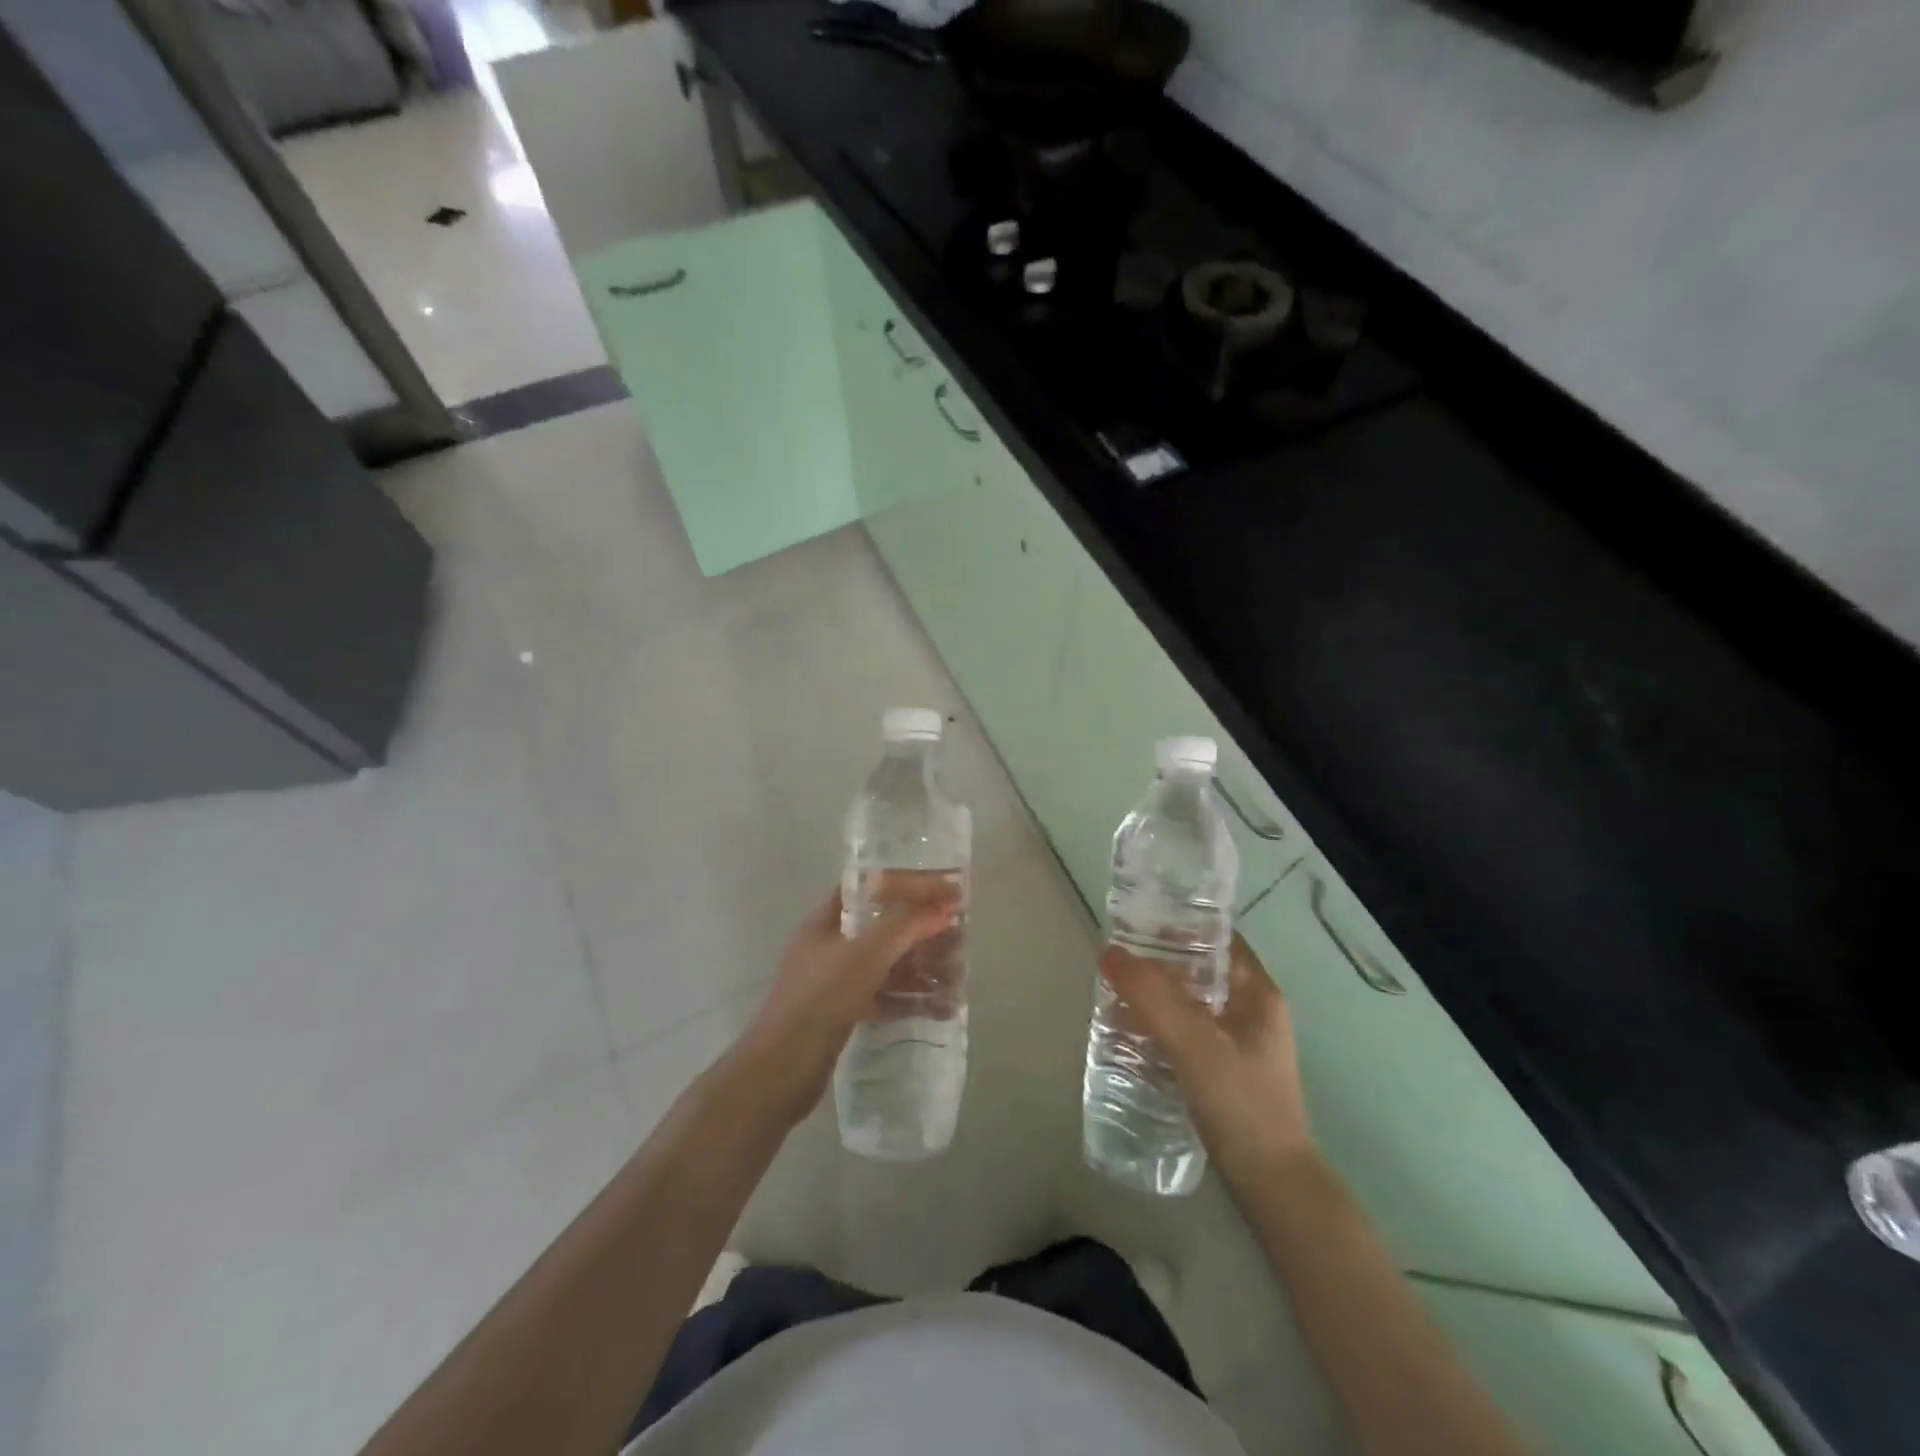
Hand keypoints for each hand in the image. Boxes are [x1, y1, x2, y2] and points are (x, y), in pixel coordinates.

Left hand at [733, 885, 957, 1123]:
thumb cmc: (822, 997)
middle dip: (922, 932)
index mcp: (826, 921)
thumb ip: (905, 926)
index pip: (869, 888)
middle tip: (958, 938)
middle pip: (884, 928)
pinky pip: (884, 998)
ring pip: (887, 966)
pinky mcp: (844, 1014)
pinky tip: (941, 1008)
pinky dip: (911, 1000)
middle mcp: (830, 947)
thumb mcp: (866, 953)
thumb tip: (942, 909)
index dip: (906, 885)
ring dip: (922, 969)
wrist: (782, 1070)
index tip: (942, 890)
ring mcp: (836, 983)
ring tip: (957, 977)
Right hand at [1101, 933, 1315, 1184]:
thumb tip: (1109, 953)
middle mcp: (1251, 1011)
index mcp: (1256, 993)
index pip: (1217, 938)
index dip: (1180, 925)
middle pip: (1199, 969)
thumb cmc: (1242, 1103)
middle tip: (1115, 962)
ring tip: (1112, 996)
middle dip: (1157, 964)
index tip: (1137, 922)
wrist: (1272, 1185)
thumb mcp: (1194, 1043)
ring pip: (1190, 1002)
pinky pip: (1186, 1032)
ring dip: (1154, 996)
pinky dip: (1159, 1026)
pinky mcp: (1224, 1070)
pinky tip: (1129, 1035)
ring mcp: (1238, 1043)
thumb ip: (1152, 997)